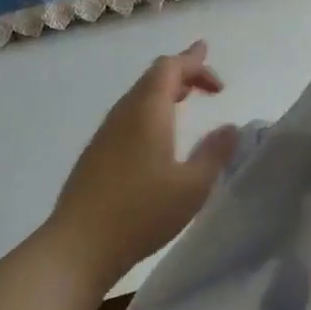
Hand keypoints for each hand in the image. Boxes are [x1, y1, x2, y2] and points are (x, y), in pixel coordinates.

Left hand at [47, 41, 238, 289]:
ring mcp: (105, 134)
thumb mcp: (192, 186)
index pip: (171, 68)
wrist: (80, 245)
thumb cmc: (142, 212)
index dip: (196, 64)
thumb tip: (230, 128)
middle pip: (152, 77)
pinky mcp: (96, 155)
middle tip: (206, 78)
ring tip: (186, 98)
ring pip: (138, 97)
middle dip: (182, 72)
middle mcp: (124, 114)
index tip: (220, 85)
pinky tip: (159, 135)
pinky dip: (151, 112)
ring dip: (166, 92)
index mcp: (147, 111)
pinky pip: (128, 117)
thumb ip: (215, 153)